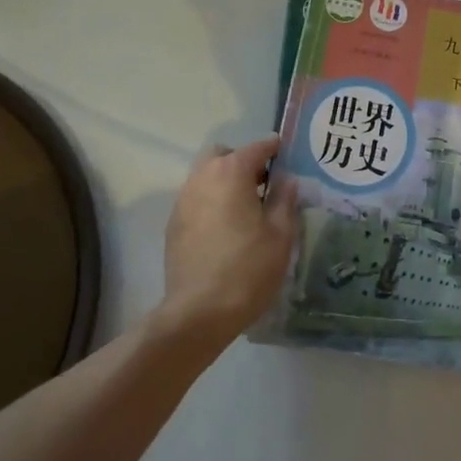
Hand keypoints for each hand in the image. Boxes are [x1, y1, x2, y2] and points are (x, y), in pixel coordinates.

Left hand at [158, 136, 297, 347]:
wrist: (198, 312)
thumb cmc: (248, 269)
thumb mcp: (280, 234)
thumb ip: (284, 199)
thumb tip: (286, 180)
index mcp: (231, 172)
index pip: (256, 147)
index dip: (274, 149)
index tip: (287, 155)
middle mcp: (202, 178)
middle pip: (223, 155)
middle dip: (242, 162)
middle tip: (263, 185)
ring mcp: (183, 201)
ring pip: (205, 176)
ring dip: (225, 182)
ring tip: (245, 209)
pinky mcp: (173, 225)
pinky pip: (196, 200)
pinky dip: (211, 203)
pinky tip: (225, 230)